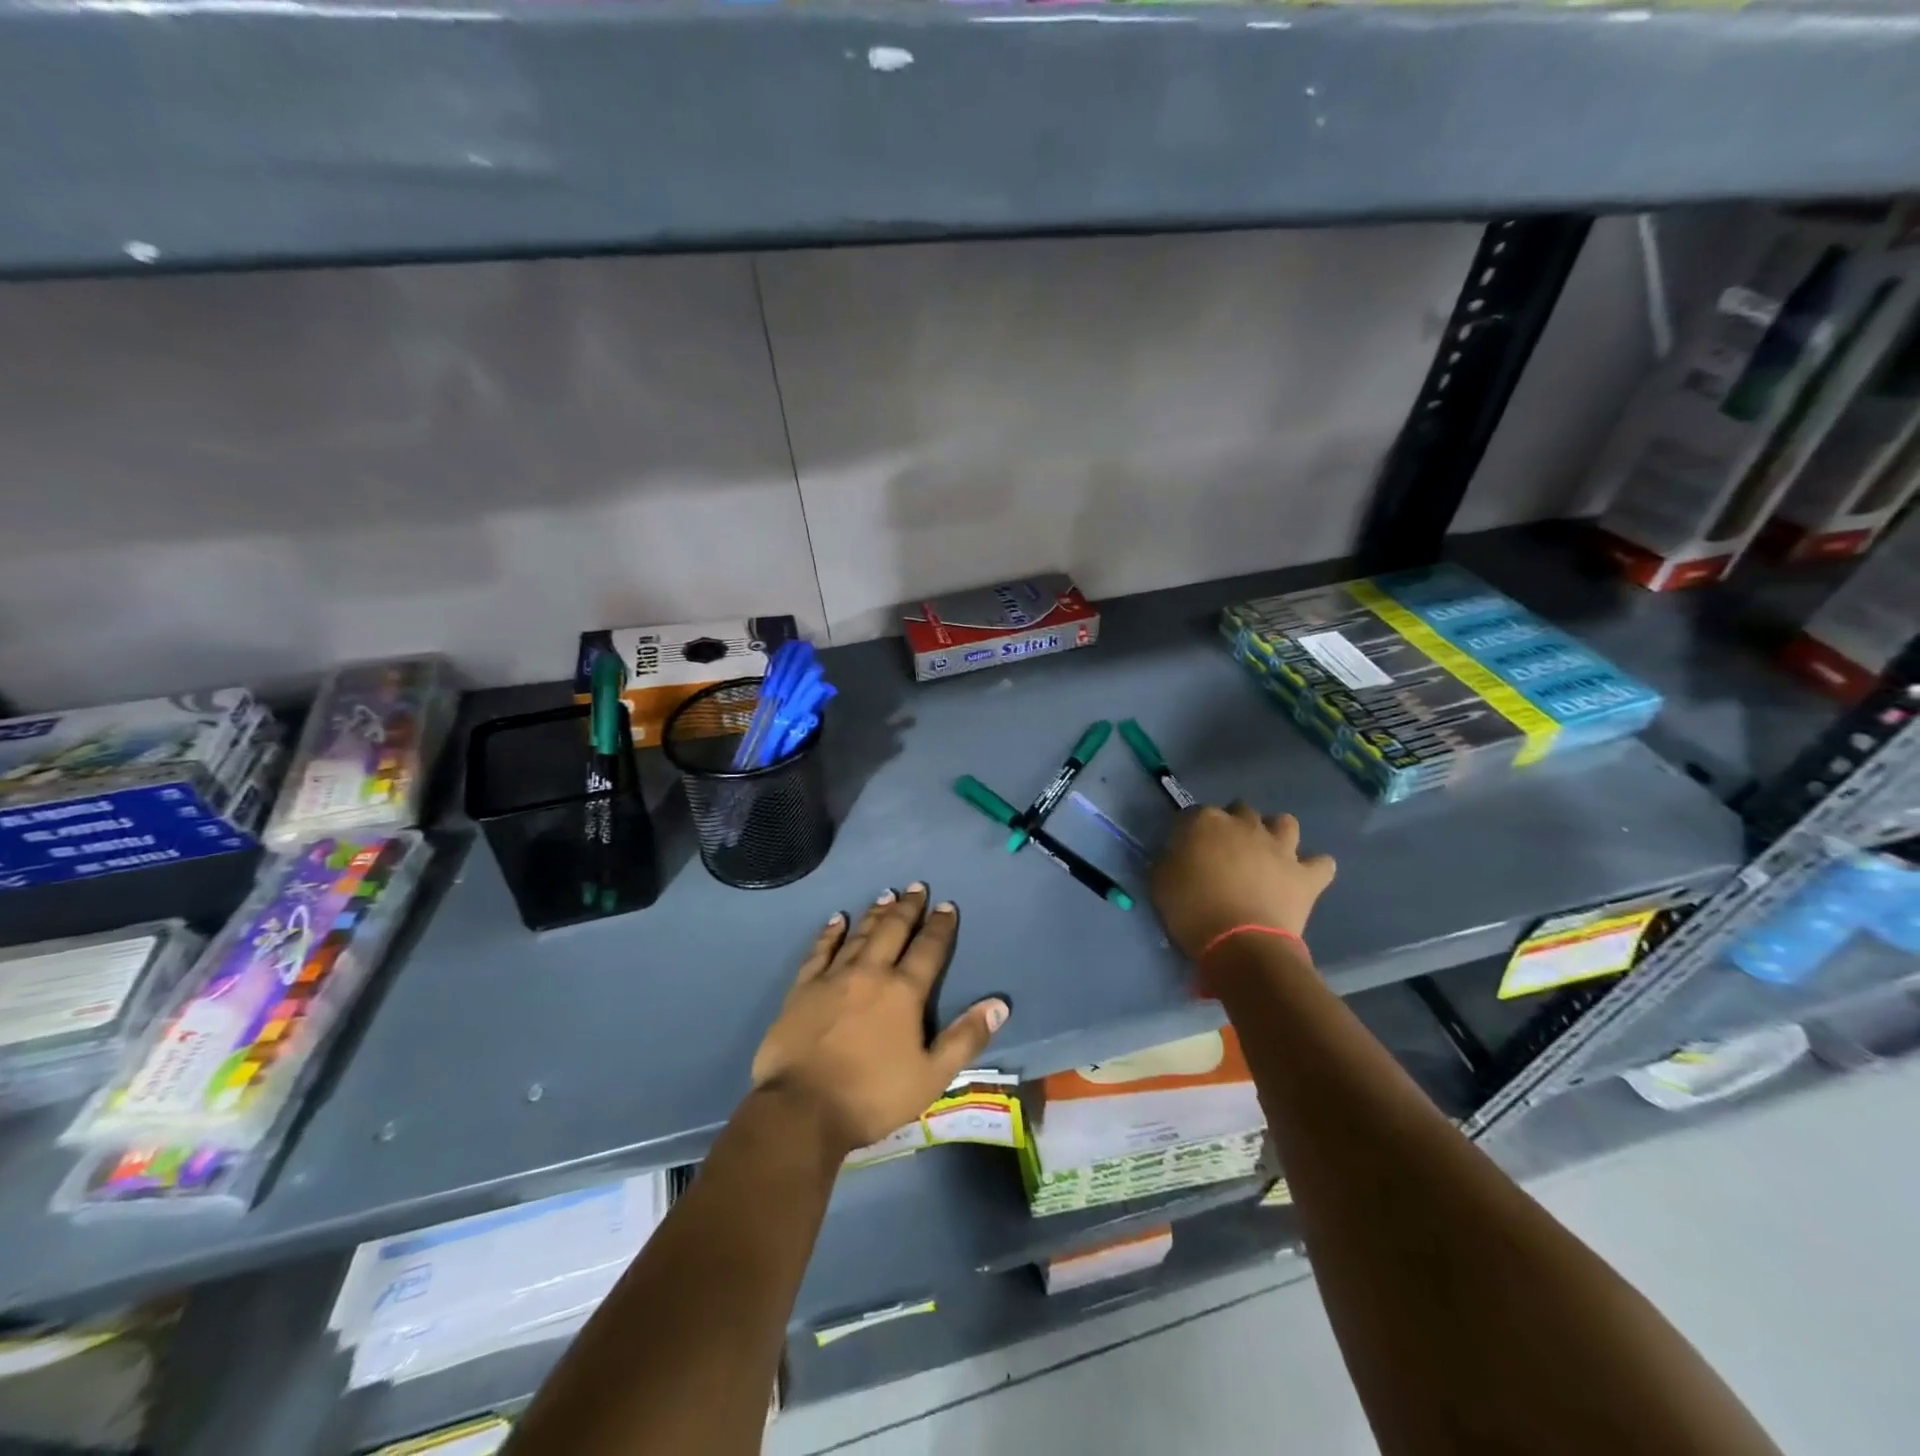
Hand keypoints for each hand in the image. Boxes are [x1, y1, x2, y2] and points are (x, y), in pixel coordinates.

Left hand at [751, 884, 1010, 1154]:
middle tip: (916, 887)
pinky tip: (837, 920)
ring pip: (859, 935)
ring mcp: (833, 977)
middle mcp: (870, 973)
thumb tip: (999, 1004)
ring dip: (875, 913)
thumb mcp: (932, 1076)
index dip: (939, 927)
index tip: (946, 905)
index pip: (928, 950)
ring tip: (886, 895)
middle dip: (907, 908)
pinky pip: (820, 951)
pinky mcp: (803, 988)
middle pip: (892, 931)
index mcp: (903, 992)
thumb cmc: (873, 1096)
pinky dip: (830, 933)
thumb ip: (966, 1038)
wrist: (802, 1109)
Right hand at [1150, 804, 1336, 961]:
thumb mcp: (1160, 881)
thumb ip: (1169, 859)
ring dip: (1276, 833)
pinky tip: (1304, 876)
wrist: (1240, 944)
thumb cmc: (1192, 910)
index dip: (1188, 831)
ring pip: (1285, 822)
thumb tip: (1176, 855)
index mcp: (1206, 822)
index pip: (1193, 814)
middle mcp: (1245, 825)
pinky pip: (1321, 863)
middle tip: (1224, 852)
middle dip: (1233, 824)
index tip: (1184, 850)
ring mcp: (1280, 847)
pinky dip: (1314, 868)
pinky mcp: (1305, 875)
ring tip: (1267, 853)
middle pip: (1240, 809)